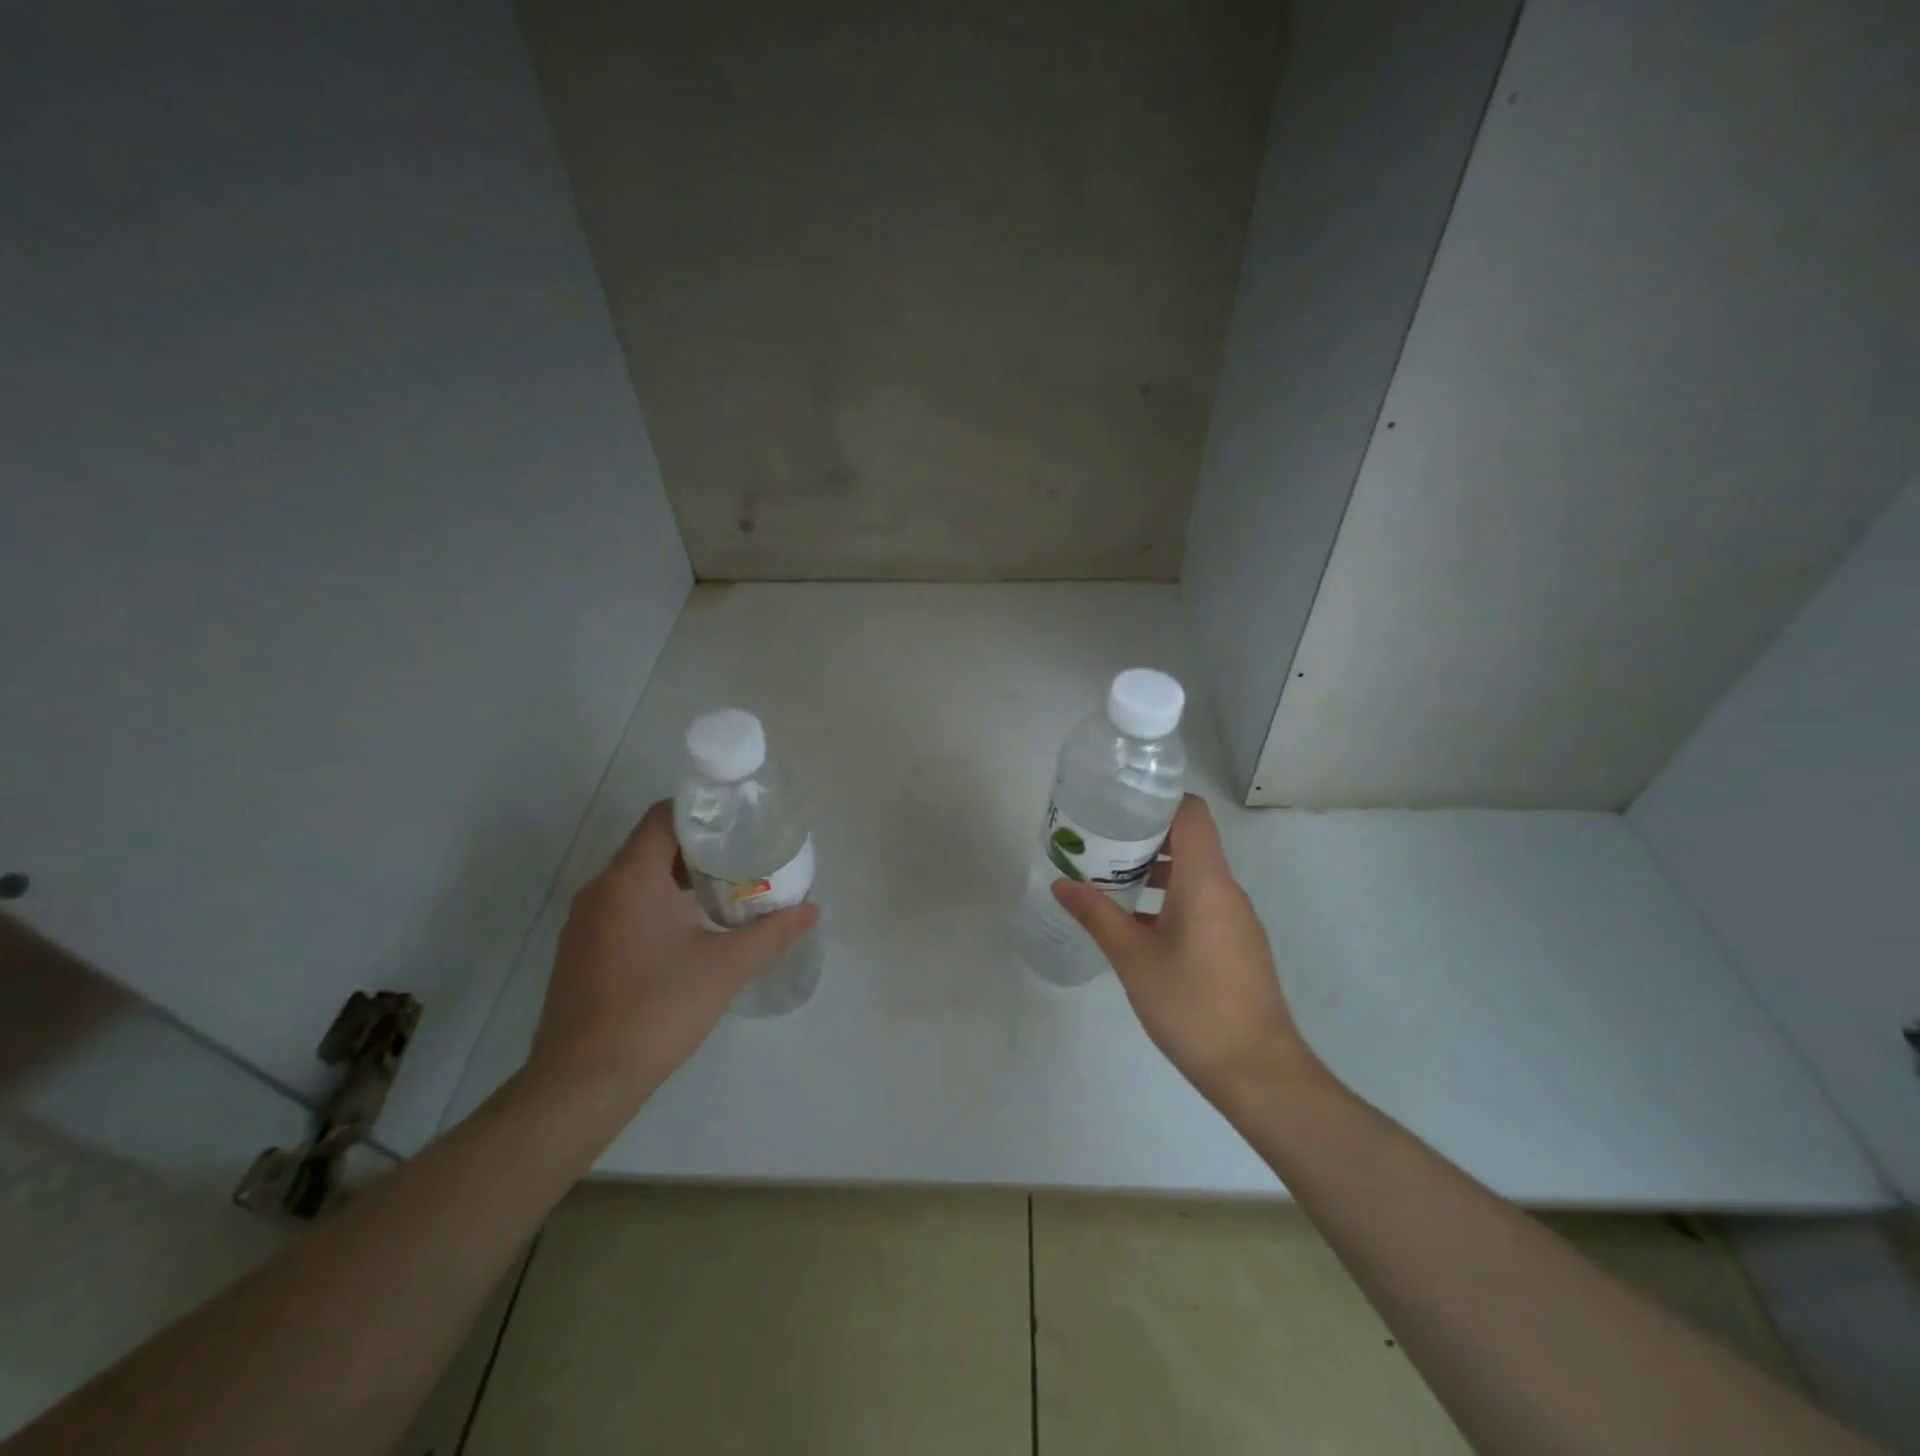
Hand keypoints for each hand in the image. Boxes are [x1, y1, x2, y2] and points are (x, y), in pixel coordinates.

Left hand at [523, 799, 818, 1126]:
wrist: (583, 1082)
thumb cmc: (658, 1009)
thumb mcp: (726, 968)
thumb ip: (772, 933)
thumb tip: (811, 910)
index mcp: (631, 878)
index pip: (663, 817)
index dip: (701, 812)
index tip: (738, 823)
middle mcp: (600, 889)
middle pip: (650, 847)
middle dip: (697, 849)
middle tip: (742, 859)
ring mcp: (583, 922)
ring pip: (634, 879)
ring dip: (675, 880)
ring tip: (721, 894)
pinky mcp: (578, 951)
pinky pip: (620, 908)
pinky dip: (653, 905)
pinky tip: (685, 935)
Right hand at [1051, 794, 1315, 1106]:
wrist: (1258, 1072)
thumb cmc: (1192, 1005)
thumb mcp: (1134, 959)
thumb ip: (1097, 916)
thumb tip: (1061, 884)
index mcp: (1206, 881)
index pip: (1191, 814)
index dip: (1158, 801)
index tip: (1118, 805)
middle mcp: (1227, 891)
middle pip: (1189, 841)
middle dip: (1143, 838)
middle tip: (1099, 844)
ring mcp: (1236, 919)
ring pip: (1194, 875)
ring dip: (1154, 872)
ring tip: (1109, 882)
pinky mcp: (1237, 944)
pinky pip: (1201, 903)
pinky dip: (1169, 900)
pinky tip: (1136, 926)